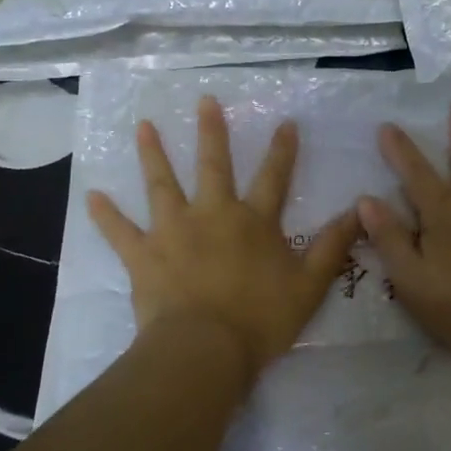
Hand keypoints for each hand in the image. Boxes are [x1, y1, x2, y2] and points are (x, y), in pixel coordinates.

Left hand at [87, 96, 360, 377]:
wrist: (205, 349)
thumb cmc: (260, 319)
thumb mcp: (310, 285)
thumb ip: (333, 246)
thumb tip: (360, 212)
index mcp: (253, 221)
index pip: (273, 177)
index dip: (282, 150)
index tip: (284, 122)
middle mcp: (213, 214)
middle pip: (213, 165)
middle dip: (211, 132)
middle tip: (204, 100)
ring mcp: (173, 231)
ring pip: (162, 185)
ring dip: (153, 154)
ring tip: (142, 126)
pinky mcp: (144, 255)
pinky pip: (120, 231)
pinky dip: (105, 214)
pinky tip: (91, 195)